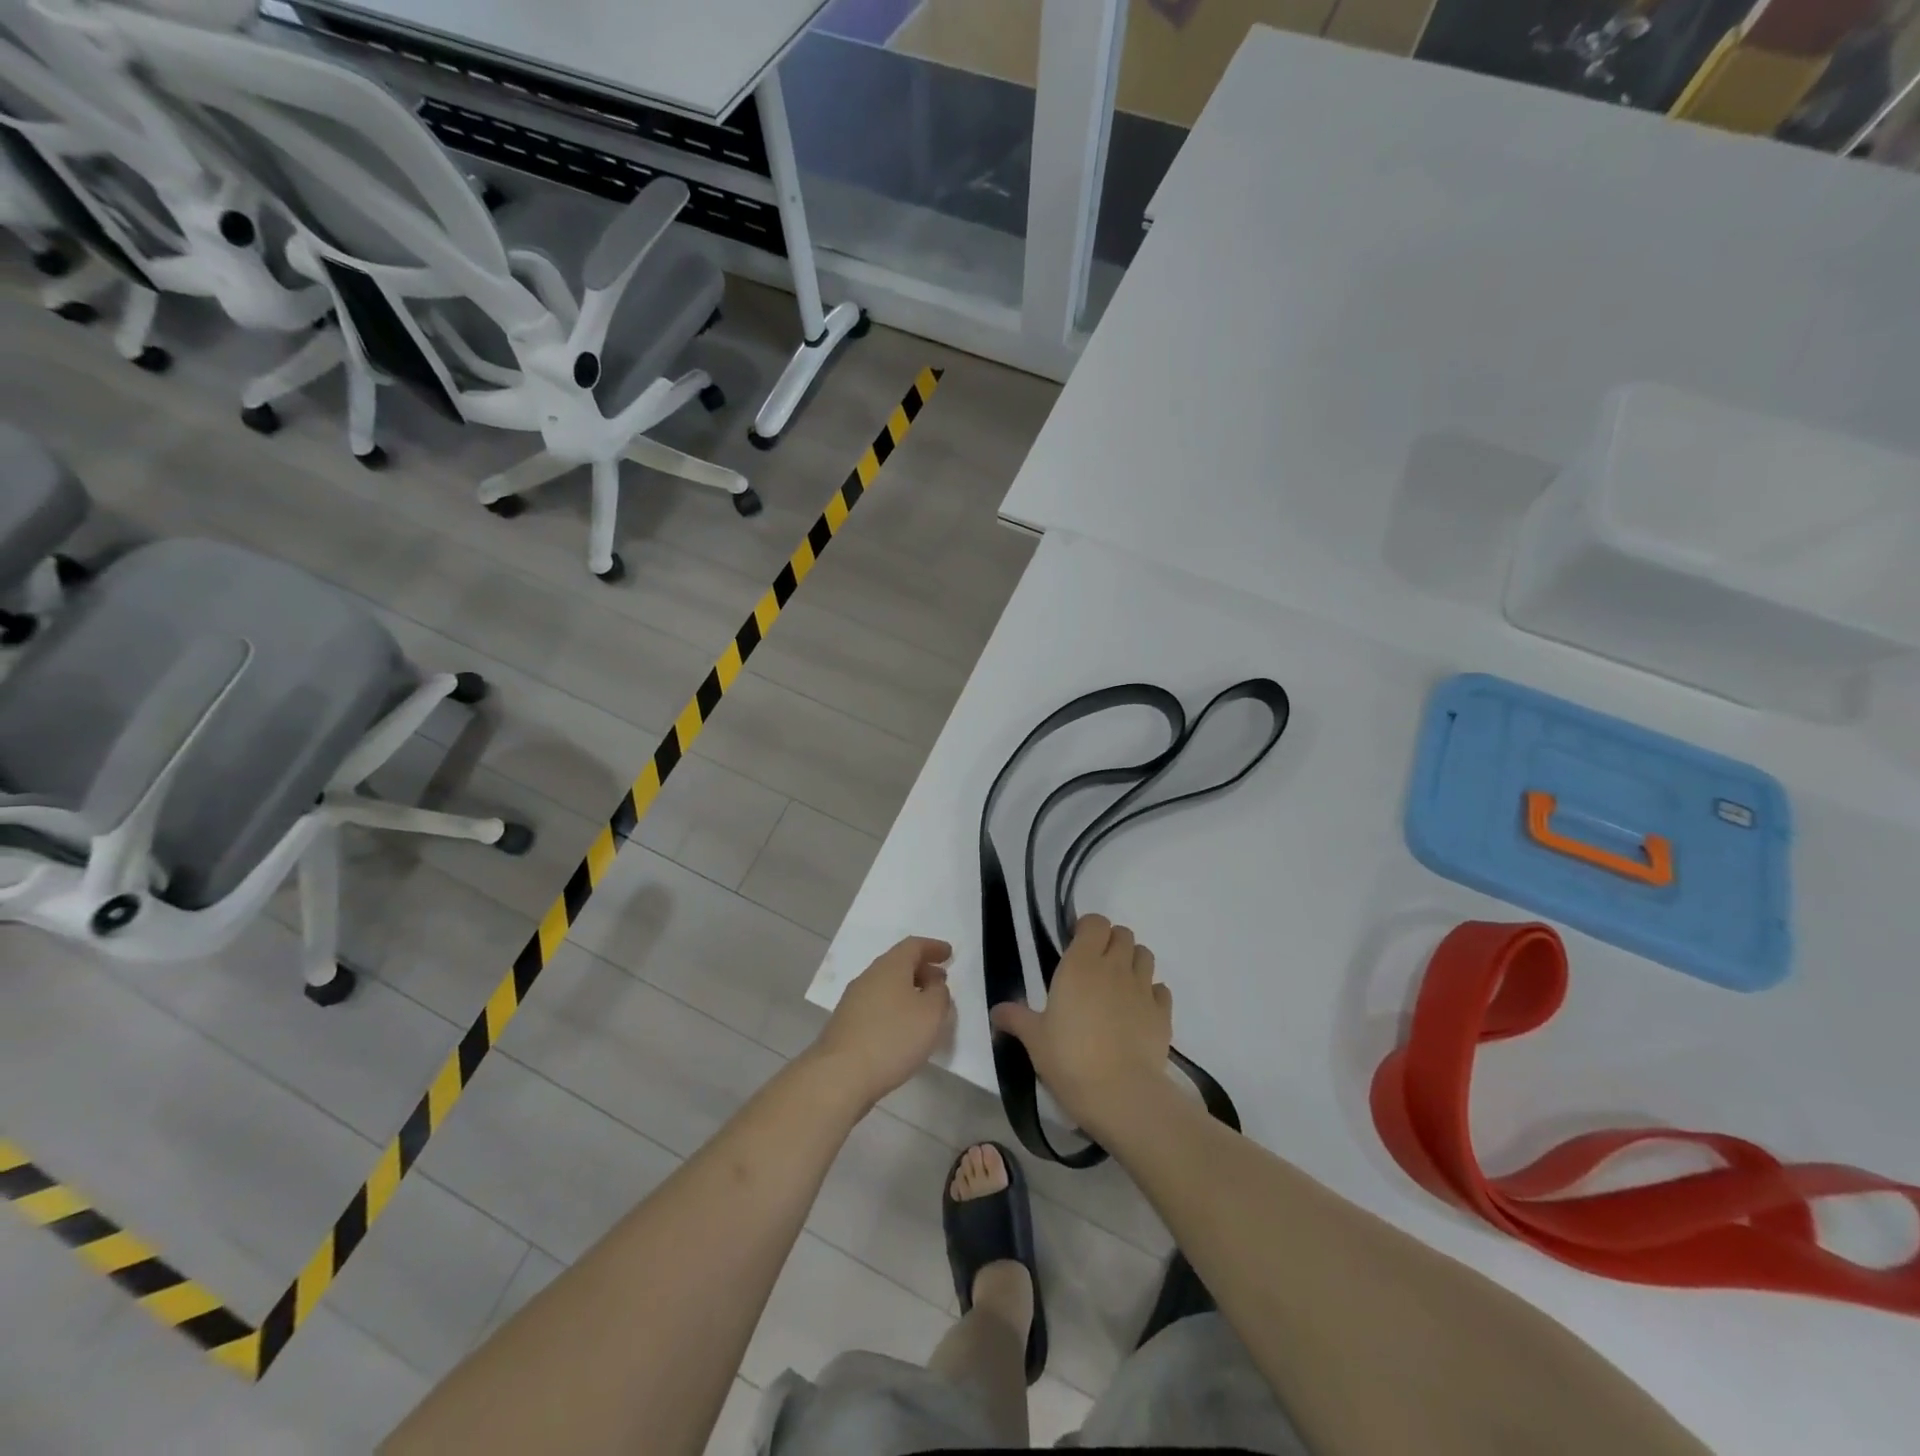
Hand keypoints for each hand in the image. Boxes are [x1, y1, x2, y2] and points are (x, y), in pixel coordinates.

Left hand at [810, 936, 954, 1109]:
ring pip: (886, 985)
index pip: (913, 945)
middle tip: (941, 983)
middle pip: (898, 963)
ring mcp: (853, 1000)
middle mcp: (869, 976)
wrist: (840, 1075)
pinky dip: (894, 1008)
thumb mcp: (931, 1014)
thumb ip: (940, 994)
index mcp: (890, 966)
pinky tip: (903, 1029)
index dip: (933, 947)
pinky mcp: (846, 1023)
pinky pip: (877, 1005)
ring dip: (908, 991)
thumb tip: (934, 985)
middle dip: (922, 970)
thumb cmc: (893, 1037)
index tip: (949, 954)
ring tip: (925, 1008)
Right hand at [990, 915, 1170, 1138]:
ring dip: (1133, 961)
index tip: (1075, 944)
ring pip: (1145, 955)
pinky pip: (1161, 989)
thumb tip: (996, 1011)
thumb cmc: (1070, 1059)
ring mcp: (1143, 989)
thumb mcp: (1034, 1040)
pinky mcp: (1163, 1013)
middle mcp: (1115, 967)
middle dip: (1111, 942)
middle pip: (1123, 934)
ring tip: (1118, 985)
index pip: (1095, 922)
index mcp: (1080, 964)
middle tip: (1095, 966)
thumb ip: (1016, 1018)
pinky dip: (1151, 992)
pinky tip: (1138, 1010)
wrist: (1121, 1095)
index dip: (1087, 928)